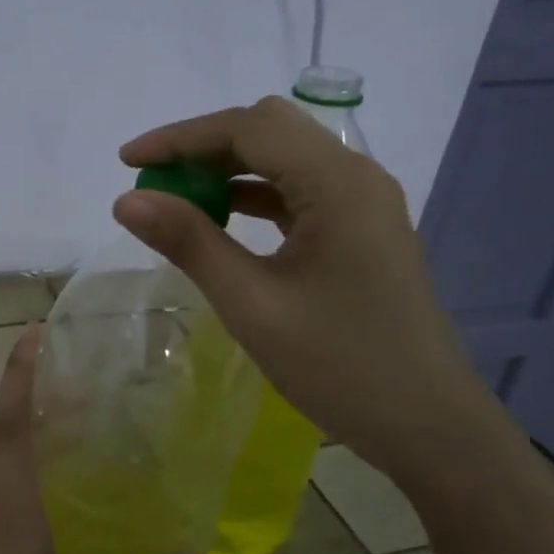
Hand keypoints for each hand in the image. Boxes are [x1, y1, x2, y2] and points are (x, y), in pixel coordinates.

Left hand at [0, 325, 200, 553]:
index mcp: (10, 506)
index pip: (10, 420)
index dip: (20, 373)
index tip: (34, 333)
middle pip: (3, 428)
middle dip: (30, 390)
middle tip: (72, 368)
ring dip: (27, 425)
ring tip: (72, 415)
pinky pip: (0, 486)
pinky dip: (24, 463)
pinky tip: (53, 485)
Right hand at [114, 96, 496, 482]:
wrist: (427, 426)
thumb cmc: (339, 366)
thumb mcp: (252, 304)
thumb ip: (190, 243)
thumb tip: (126, 201)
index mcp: (339, 184)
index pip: (250, 127)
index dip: (181, 138)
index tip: (127, 163)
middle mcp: (357, 178)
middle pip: (270, 131)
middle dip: (203, 148)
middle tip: (153, 182)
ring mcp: (363, 205)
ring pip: (284, 159)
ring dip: (227, 170)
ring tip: (175, 201)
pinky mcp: (360, 231)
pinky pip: (297, 192)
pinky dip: (252, 196)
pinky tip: (220, 222)